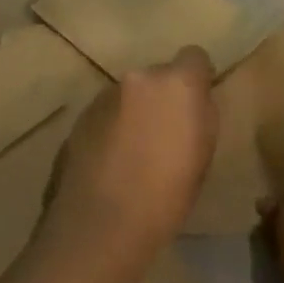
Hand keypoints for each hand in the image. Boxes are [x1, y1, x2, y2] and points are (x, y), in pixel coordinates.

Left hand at [35, 48, 218, 272]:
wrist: (100, 226)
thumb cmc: (166, 196)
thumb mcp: (203, 154)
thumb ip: (200, 114)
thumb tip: (194, 101)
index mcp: (177, 83)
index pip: (194, 56)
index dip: (196, 78)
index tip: (195, 105)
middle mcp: (139, 77)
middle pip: (158, 75)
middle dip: (162, 97)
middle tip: (163, 135)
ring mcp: (105, 94)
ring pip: (130, 94)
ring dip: (134, 111)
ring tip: (133, 154)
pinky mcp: (80, 116)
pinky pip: (106, 113)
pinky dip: (111, 128)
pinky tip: (110, 164)